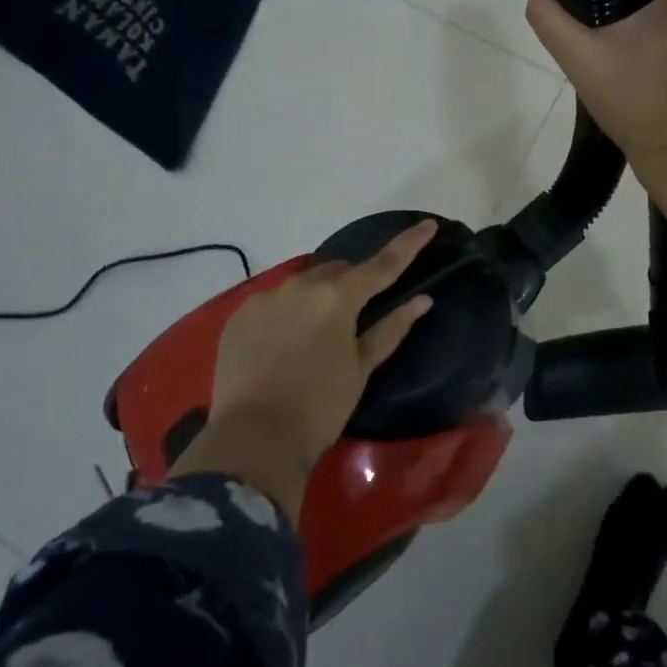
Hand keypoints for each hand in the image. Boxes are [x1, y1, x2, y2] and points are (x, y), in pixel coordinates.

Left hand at [169, 219, 437, 520]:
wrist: (253, 441)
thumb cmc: (320, 407)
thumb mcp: (361, 369)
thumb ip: (391, 329)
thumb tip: (422, 300)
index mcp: (337, 297)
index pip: (382, 264)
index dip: (409, 244)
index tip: (428, 225)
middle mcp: (300, 286)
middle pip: (337, 271)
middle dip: (351, 284)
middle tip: (357, 315)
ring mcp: (264, 298)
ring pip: (302, 285)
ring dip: (316, 298)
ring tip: (315, 335)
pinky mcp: (239, 316)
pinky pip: (272, 302)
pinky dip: (286, 314)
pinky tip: (283, 344)